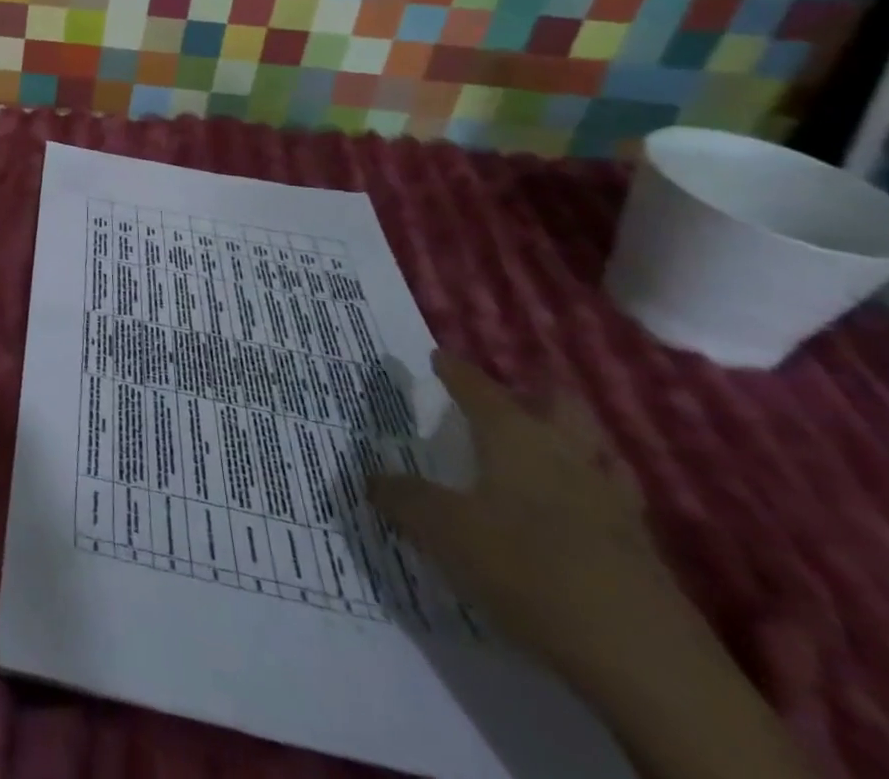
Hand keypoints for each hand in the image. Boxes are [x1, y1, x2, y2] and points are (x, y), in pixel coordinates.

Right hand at [369, 351, 692, 689]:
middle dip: (533, 393)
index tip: (439, 357)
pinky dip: (590, 495)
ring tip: (544, 449)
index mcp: (515, 436)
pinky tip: (572, 514)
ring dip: (572, 441)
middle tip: (506, 397)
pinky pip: (611, 501)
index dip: (456, 371)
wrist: (645, 661)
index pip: (479, 387)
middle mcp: (566, 454)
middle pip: (558, 404)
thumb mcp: (442, 531)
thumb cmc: (528, 568)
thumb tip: (372, 478)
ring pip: (595, 449)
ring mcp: (612, 502)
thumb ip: (404, 499)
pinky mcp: (642, 550)